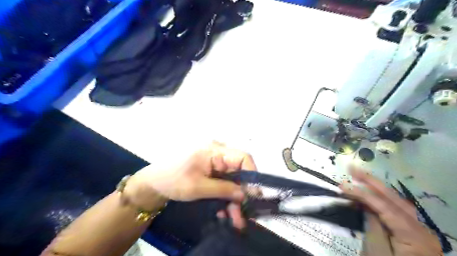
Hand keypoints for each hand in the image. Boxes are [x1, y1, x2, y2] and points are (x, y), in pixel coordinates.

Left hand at [123, 142, 256, 227]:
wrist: (153, 183)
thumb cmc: (172, 180)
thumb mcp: (198, 187)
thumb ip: (223, 189)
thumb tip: (245, 195)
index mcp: (214, 150)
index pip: (242, 157)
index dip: (252, 175)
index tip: (253, 196)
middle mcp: (218, 154)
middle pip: (239, 172)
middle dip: (242, 194)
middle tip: (243, 216)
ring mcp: (215, 164)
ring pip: (233, 181)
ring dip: (234, 200)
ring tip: (234, 220)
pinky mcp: (212, 172)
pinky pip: (224, 184)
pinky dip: (225, 198)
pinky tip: (224, 212)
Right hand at [341, 169, 444, 254]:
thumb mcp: (378, 253)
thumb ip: (373, 226)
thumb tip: (365, 205)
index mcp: (413, 235)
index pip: (384, 206)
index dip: (362, 193)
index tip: (342, 185)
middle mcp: (420, 227)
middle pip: (393, 197)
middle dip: (371, 181)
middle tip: (352, 168)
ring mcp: (418, 228)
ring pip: (396, 201)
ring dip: (375, 187)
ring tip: (359, 176)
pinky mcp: (413, 231)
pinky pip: (396, 209)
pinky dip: (381, 198)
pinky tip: (370, 193)